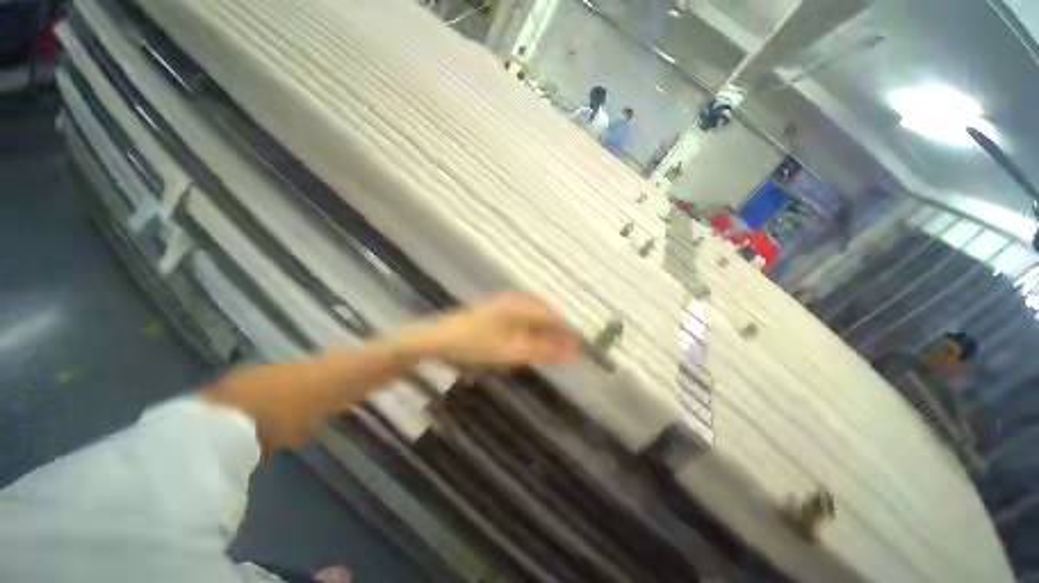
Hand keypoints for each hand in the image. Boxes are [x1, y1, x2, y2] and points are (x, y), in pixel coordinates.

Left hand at [400, 293, 579, 367]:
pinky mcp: (498, 307)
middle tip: (564, 352)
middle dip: (557, 333)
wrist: (440, 337)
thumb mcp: (513, 351)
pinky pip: (523, 315)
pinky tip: (528, 340)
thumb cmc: (477, 344)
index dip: (568, 334)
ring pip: (535, 314)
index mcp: (522, 306)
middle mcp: (517, 299)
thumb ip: (544, 351)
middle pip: (546, 314)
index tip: (579, 350)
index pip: (555, 317)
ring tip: (549, 348)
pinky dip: (531, 329)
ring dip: (544, 331)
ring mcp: (506, 301)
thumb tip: (573, 353)